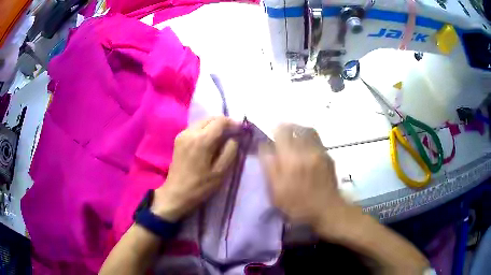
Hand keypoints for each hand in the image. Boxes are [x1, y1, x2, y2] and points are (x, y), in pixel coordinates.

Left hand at [151, 117, 238, 221]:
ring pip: (203, 121)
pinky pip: (195, 127)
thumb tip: (234, 138)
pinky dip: (205, 129)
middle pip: (211, 118)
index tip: (241, 130)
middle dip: (224, 123)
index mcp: (202, 140)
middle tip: (234, 133)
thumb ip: (230, 151)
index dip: (233, 123)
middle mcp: (191, 132)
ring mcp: (182, 134)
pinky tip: (210, 141)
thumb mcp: (221, 172)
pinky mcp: (178, 139)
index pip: (221, 121)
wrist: (176, 193)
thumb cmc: (200, 186)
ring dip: (214, 126)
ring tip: (223, 137)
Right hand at [260, 124, 352, 235]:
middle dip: (286, 128)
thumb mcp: (276, 192)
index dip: (274, 131)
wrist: (328, 210)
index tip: (271, 138)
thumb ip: (269, 167)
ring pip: (308, 131)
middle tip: (281, 135)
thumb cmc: (298, 206)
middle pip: (296, 128)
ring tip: (293, 137)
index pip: (281, 132)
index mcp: (291, 159)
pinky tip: (305, 149)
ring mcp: (320, 152)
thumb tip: (264, 147)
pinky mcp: (328, 156)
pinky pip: (317, 140)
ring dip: (298, 130)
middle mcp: (307, 150)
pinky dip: (308, 138)